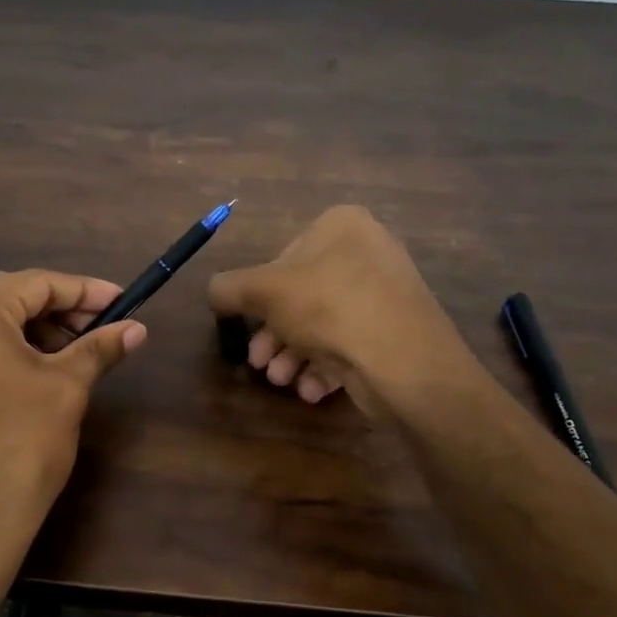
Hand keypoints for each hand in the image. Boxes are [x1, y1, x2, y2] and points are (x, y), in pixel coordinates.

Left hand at [0, 271, 145, 594]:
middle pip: (8, 297)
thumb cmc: (20, 445)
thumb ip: (99, 348)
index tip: (123, 302)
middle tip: (101, 327)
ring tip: (76, 352)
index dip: (85, 291)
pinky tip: (39, 370)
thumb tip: (137, 329)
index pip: (36, 283)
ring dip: (34, 330)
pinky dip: (6, 350)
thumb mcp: (66, 388)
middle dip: (59, 309)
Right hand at [207, 206, 464, 410]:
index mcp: (342, 226)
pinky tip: (310, 390)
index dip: (260, 293)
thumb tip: (213, 291)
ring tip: (279, 380)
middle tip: (257, 361)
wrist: (403, 359)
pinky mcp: (394, 333)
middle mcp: (368, 253)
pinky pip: (349, 344)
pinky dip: (324, 367)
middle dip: (274, 334)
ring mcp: (385, 294)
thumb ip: (229, 287)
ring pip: (323, 325)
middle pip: (302, 296)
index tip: (248, 321)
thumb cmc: (329, 307)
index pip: (285, 255)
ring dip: (292, 355)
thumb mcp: (263, 291)